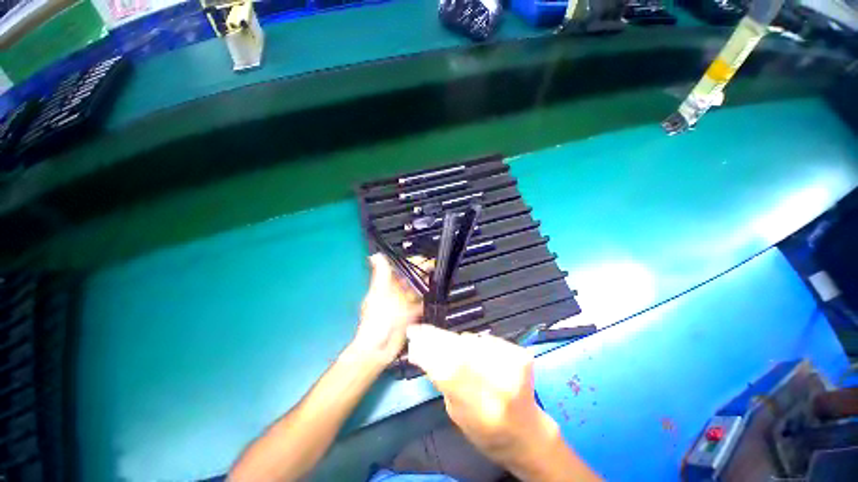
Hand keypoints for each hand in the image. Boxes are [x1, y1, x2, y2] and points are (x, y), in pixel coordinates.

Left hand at [351, 254, 428, 364]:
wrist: (379, 348)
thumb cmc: (377, 319)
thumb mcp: (380, 293)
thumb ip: (382, 275)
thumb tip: (376, 255)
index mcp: (386, 286)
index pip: (400, 270)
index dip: (411, 263)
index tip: (424, 258)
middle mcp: (395, 294)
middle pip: (410, 280)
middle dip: (421, 273)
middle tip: (434, 267)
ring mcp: (403, 305)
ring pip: (416, 291)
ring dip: (425, 285)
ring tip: (437, 278)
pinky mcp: (410, 316)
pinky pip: (420, 305)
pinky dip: (426, 301)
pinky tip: (434, 296)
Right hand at [407, 325, 600, 481]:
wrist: (528, 434)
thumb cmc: (487, 432)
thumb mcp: (456, 414)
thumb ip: (442, 381)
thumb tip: (421, 349)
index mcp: (480, 410)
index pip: (447, 369)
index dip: (428, 349)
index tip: (413, 335)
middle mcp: (500, 386)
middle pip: (460, 350)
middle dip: (436, 337)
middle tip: (421, 330)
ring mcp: (514, 366)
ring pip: (471, 340)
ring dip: (454, 340)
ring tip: (447, 345)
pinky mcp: (521, 354)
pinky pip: (485, 339)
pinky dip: (474, 343)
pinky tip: (474, 351)